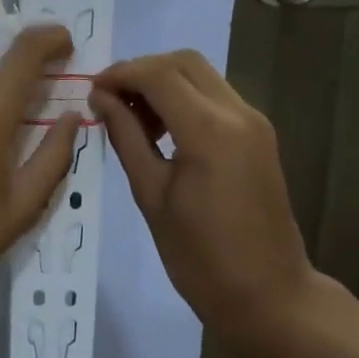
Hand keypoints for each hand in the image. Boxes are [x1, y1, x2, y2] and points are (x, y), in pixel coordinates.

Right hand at [91, 51, 319, 350]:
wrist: (268, 295)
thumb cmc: (199, 256)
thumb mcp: (151, 196)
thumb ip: (126, 138)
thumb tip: (101, 99)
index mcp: (209, 130)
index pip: (158, 75)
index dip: (120, 74)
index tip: (91, 92)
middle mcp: (238, 113)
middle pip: (184, 62)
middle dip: (142, 71)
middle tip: (110, 100)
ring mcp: (254, 122)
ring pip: (202, 76)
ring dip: (164, 83)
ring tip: (132, 119)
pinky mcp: (259, 135)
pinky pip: (216, 98)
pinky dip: (184, 99)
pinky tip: (162, 130)